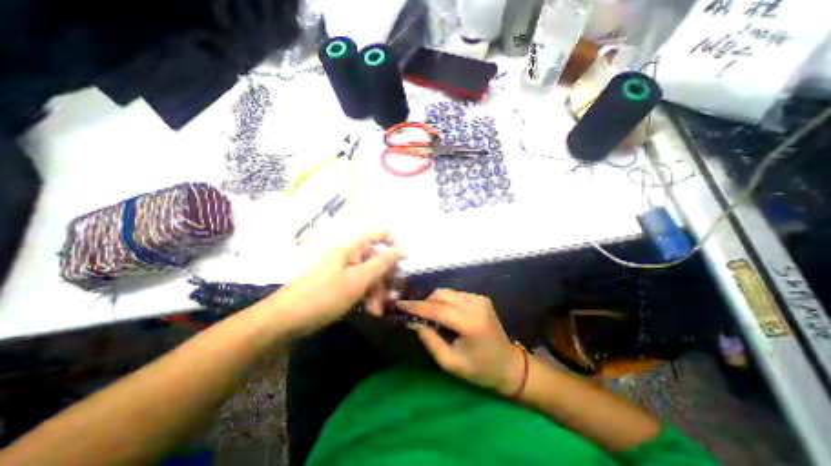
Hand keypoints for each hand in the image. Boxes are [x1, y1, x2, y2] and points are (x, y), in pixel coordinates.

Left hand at [273, 232, 402, 335]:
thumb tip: (403, 247)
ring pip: (368, 274)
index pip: (375, 234)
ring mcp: (341, 270)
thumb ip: (382, 263)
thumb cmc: (324, 296)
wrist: (285, 320)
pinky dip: (366, 296)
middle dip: (386, 277)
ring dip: (377, 291)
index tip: (405, 257)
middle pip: (375, 258)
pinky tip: (370, 311)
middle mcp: (347, 256)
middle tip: (393, 294)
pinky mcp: (337, 284)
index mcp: (350, 248)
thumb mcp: (358, 279)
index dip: (392, 241)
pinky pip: (358, 285)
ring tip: (378, 310)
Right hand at [399, 290, 520, 393]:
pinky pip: (456, 295)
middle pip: (441, 295)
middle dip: (425, 303)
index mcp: (470, 323)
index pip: (437, 309)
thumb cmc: (480, 370)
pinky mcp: (481, 298)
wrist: (509, 365)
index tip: (400, 305)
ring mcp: (479, 299)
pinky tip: (446, 315)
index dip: (416, 307)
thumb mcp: (451, 363)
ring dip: (435, 302)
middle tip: (416, 316)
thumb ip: (430, 340)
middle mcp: (475, 305)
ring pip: (447, 292)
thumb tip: (413, 323)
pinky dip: (446, 302)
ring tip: (431, 317)